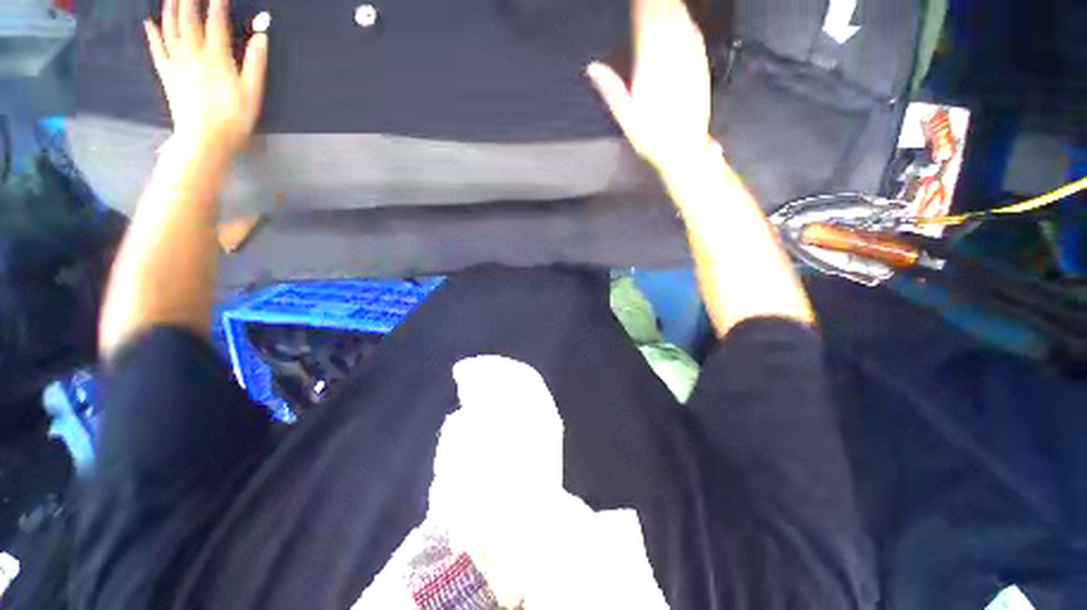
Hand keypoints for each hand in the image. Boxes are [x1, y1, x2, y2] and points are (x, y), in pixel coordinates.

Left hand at [145, 0, 267, 155]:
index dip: (217, 3)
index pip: (216, 22)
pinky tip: (149, 21)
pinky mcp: (167, 74)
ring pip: (170, 28)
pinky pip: (157, 49)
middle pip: (189, 19)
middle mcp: (193, 54)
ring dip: (170, 8)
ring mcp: (177, 63)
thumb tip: (261, 37)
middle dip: (190, 0)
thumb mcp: (252, 94)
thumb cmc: (234, 119)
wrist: (206, 140)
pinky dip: (152, 34)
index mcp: (217, 58)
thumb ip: (256, 64)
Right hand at [587, 0, 712, 174]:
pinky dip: (686, 20)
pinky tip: (682, 14)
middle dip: (656, 3)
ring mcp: (690, 61)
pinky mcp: (701, 66)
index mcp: (650, 70)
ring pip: (681, 22)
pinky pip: (695, 35)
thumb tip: (592, 67)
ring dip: (672, 6)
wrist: (685, 150)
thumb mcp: (626, 119)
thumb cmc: (651, 140)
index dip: (641, 6)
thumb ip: (611, 90)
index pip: (645, 25)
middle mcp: (672, 59)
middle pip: (664, 17)